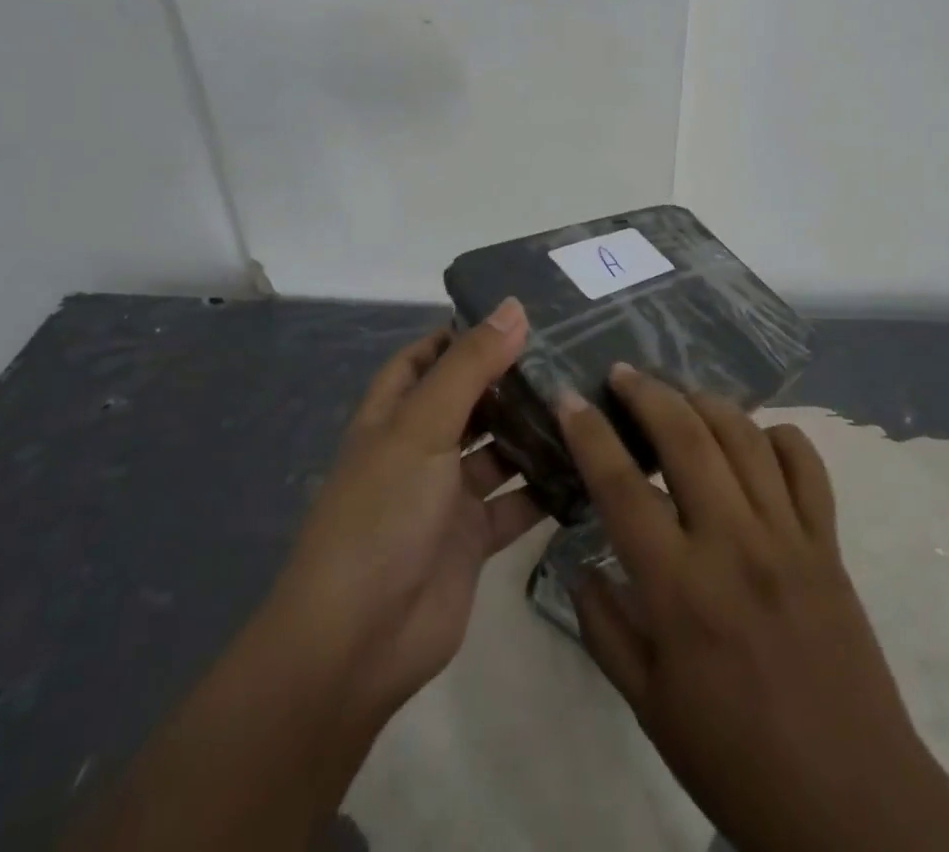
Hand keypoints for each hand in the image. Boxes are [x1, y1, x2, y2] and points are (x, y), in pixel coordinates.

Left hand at [264, 298, 546, 724]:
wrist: (358, 642)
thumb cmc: (382, 513)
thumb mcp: (423, 425)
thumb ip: (470, 365)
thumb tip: (514, 306)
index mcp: (394, 416)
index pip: (426, 358)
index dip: (462, 334)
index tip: (517, 315)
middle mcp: (421, 449)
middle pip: (471, 401)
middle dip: (511, 379)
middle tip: (571, 352)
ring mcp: (448, 496)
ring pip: (499, 450)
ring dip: (535, 431)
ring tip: (587, 399)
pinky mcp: (475, 539)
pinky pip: (518, 502)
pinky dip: (548, 487)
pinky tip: (590, 464)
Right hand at [557, 365, 948, 851]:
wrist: (852, 803)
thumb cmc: (737, 760)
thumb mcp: (649, 706)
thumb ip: (605, 629)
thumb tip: (579, 564)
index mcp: (681, 590)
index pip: (622, 487)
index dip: (589, 434)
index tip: (568, 398)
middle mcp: (735, 544)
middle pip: (688, 436)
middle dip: (648, 392)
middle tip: (623, 373)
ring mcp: (789, 536)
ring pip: (745, 436)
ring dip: (706, 401)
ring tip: (679, 393)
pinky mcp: (829, 542)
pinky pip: (806, 465)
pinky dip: (777, 436)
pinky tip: (755, 438)